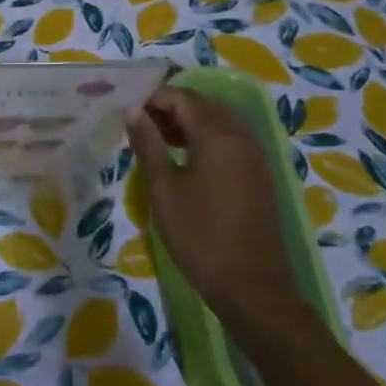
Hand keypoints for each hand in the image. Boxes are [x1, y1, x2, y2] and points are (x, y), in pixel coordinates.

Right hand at [124, 87, 302, 332]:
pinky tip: (183, 160)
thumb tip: (133, 110)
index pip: (183, 97)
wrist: (251, 288)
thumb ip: (148, 144)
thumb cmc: (200, 235)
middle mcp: (242, 137)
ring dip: (187, 123)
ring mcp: (255, 156)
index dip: (153, 98)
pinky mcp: (258, 175)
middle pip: (203, 105)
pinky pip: (229, 141)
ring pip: (218, 122)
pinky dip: (204, 139)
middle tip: (138, 125)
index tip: (127, 111)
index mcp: (218, 135)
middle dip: (170, 108)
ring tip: (155, 141)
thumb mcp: (164, 188)